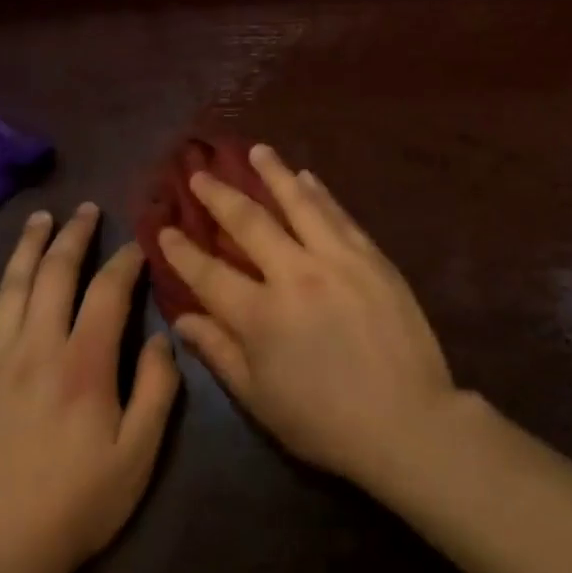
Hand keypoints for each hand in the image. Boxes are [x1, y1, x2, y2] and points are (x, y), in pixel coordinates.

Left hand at [0, 205, 180, 572]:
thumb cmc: (80, 504)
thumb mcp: (140, 452)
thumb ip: (159, 388)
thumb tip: (162, 336)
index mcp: (85, 363)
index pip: (109, 290)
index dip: (126, 260)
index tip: (138, 244)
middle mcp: (37, 349)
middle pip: (55, 274)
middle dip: (75, 236)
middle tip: (87, 210)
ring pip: (11, 289)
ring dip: (27, 247)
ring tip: (40, 218)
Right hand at [160, 145, 458, 492]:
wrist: (407, 420)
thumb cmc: (325, 422)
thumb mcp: (260, 400)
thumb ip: (220, 353)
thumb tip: (183, 318)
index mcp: (261, 316)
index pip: (209, 273)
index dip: (182, 250)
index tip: (164, 226)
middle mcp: (295, 275)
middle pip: (250, 223)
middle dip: (220, 196)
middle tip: (200, 173)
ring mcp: (337, 259)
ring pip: (299, 203)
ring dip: (274, 173)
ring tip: (256, 150)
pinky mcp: (371, 256)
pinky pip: (339, 214)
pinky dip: (320, 192)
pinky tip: (307, 176)